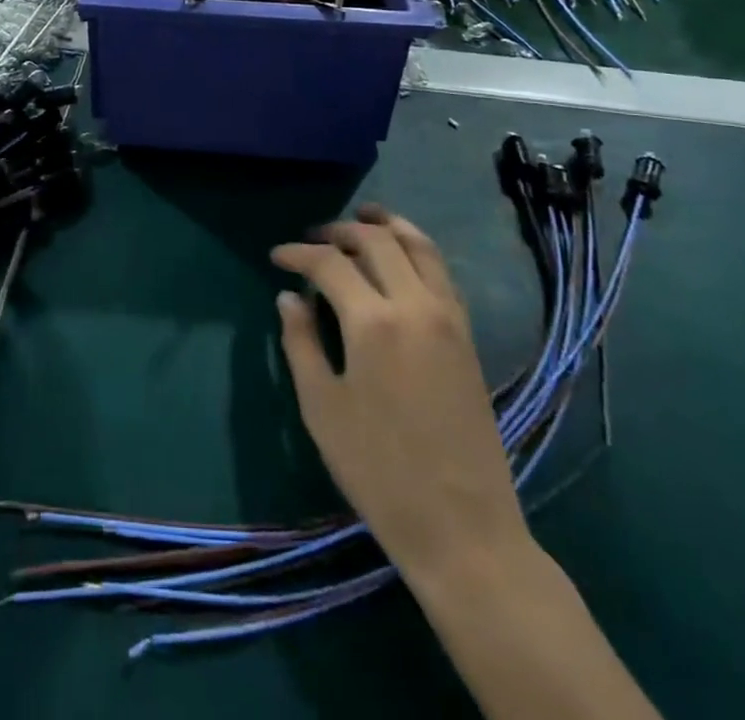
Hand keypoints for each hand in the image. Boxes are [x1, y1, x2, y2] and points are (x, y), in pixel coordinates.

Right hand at [273, 206, 528, 578]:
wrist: (463, 527)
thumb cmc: (379, 471)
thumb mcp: (322, 408)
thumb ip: (301, 343)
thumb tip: (289, 296)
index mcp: (373, 322)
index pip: (330, 264)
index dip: (299, 253)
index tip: (277, 256)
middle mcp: (415, 305)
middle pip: (377, 241)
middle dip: (341, 231)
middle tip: (314, 238)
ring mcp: (448, 317)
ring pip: (419, 246)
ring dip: (387, 226)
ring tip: (364, 217)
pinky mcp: (467, 335)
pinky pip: (441, 271)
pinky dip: (418, 249)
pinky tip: (401, 256)